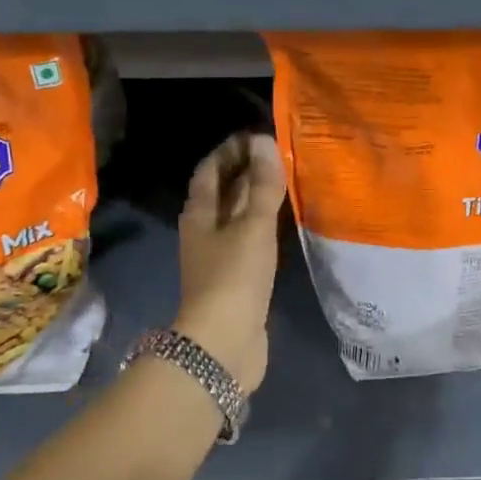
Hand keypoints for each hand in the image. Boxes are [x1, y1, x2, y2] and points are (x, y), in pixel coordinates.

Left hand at [175, 132, 286, 393]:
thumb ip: (262, 186)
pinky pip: (246, 240)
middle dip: (243, 172)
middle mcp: (203, 232)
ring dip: (252, 200)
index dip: (229, 151)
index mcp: (199, 214)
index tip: (255, 135)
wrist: (223, 343)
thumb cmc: (234, 277)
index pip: (210, 171)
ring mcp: (217, 258)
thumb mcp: (253, 226)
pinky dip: (260, 226)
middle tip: (275, 156)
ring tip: (281, 184)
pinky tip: (279, 225)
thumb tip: (263, 141)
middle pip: (220, 193)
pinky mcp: (233, 280)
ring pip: (234, 218)